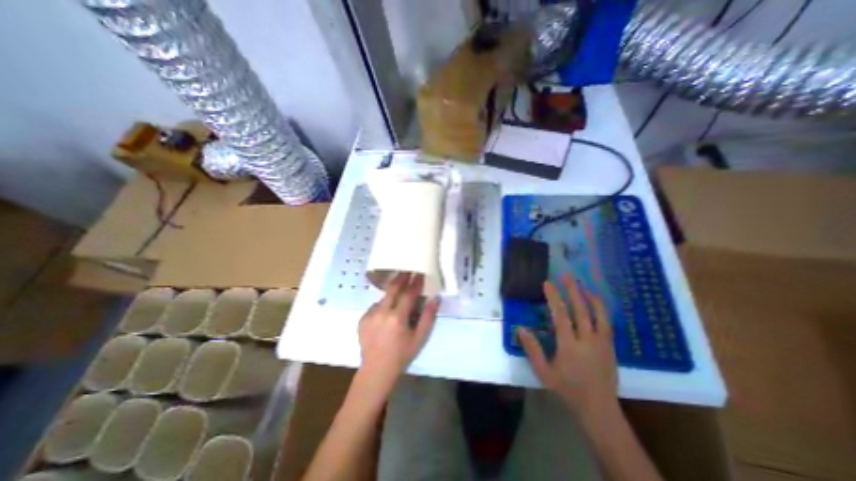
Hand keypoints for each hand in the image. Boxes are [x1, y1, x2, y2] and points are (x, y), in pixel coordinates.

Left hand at [357, 274, 437, 393]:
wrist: (376, 370)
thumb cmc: (402, 355)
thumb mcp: (419, 338)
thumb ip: (428, 316)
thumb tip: (436, 298)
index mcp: (397, 317)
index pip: (408, 293)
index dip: (415, 282)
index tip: (420, 273)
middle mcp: (382, 312)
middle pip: (393, 288)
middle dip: (401, 277)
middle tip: (408, 270)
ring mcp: (369, 315)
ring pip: (383, 297)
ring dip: (392, 292)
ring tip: (399, 289)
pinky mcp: (362, 319)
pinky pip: (375, 306)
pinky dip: (383, 304)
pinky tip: (387, 311)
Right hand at [519, 276, 619, 418]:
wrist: (599, 409)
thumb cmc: (567, 390)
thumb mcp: (544, 372)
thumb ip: (532, 350)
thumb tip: (521, 329)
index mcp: (569, 346)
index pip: (561, 315)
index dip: (554, 298)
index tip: (548, 283)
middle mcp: (588, 341)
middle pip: (581, 310)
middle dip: (574, 291)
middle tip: (567, 276)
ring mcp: (602, 344)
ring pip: (599, 315)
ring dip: (591, 298)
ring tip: (585, 285)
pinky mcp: (611, 348)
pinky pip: (608, 324)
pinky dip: (602, 310)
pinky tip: (597, 304)